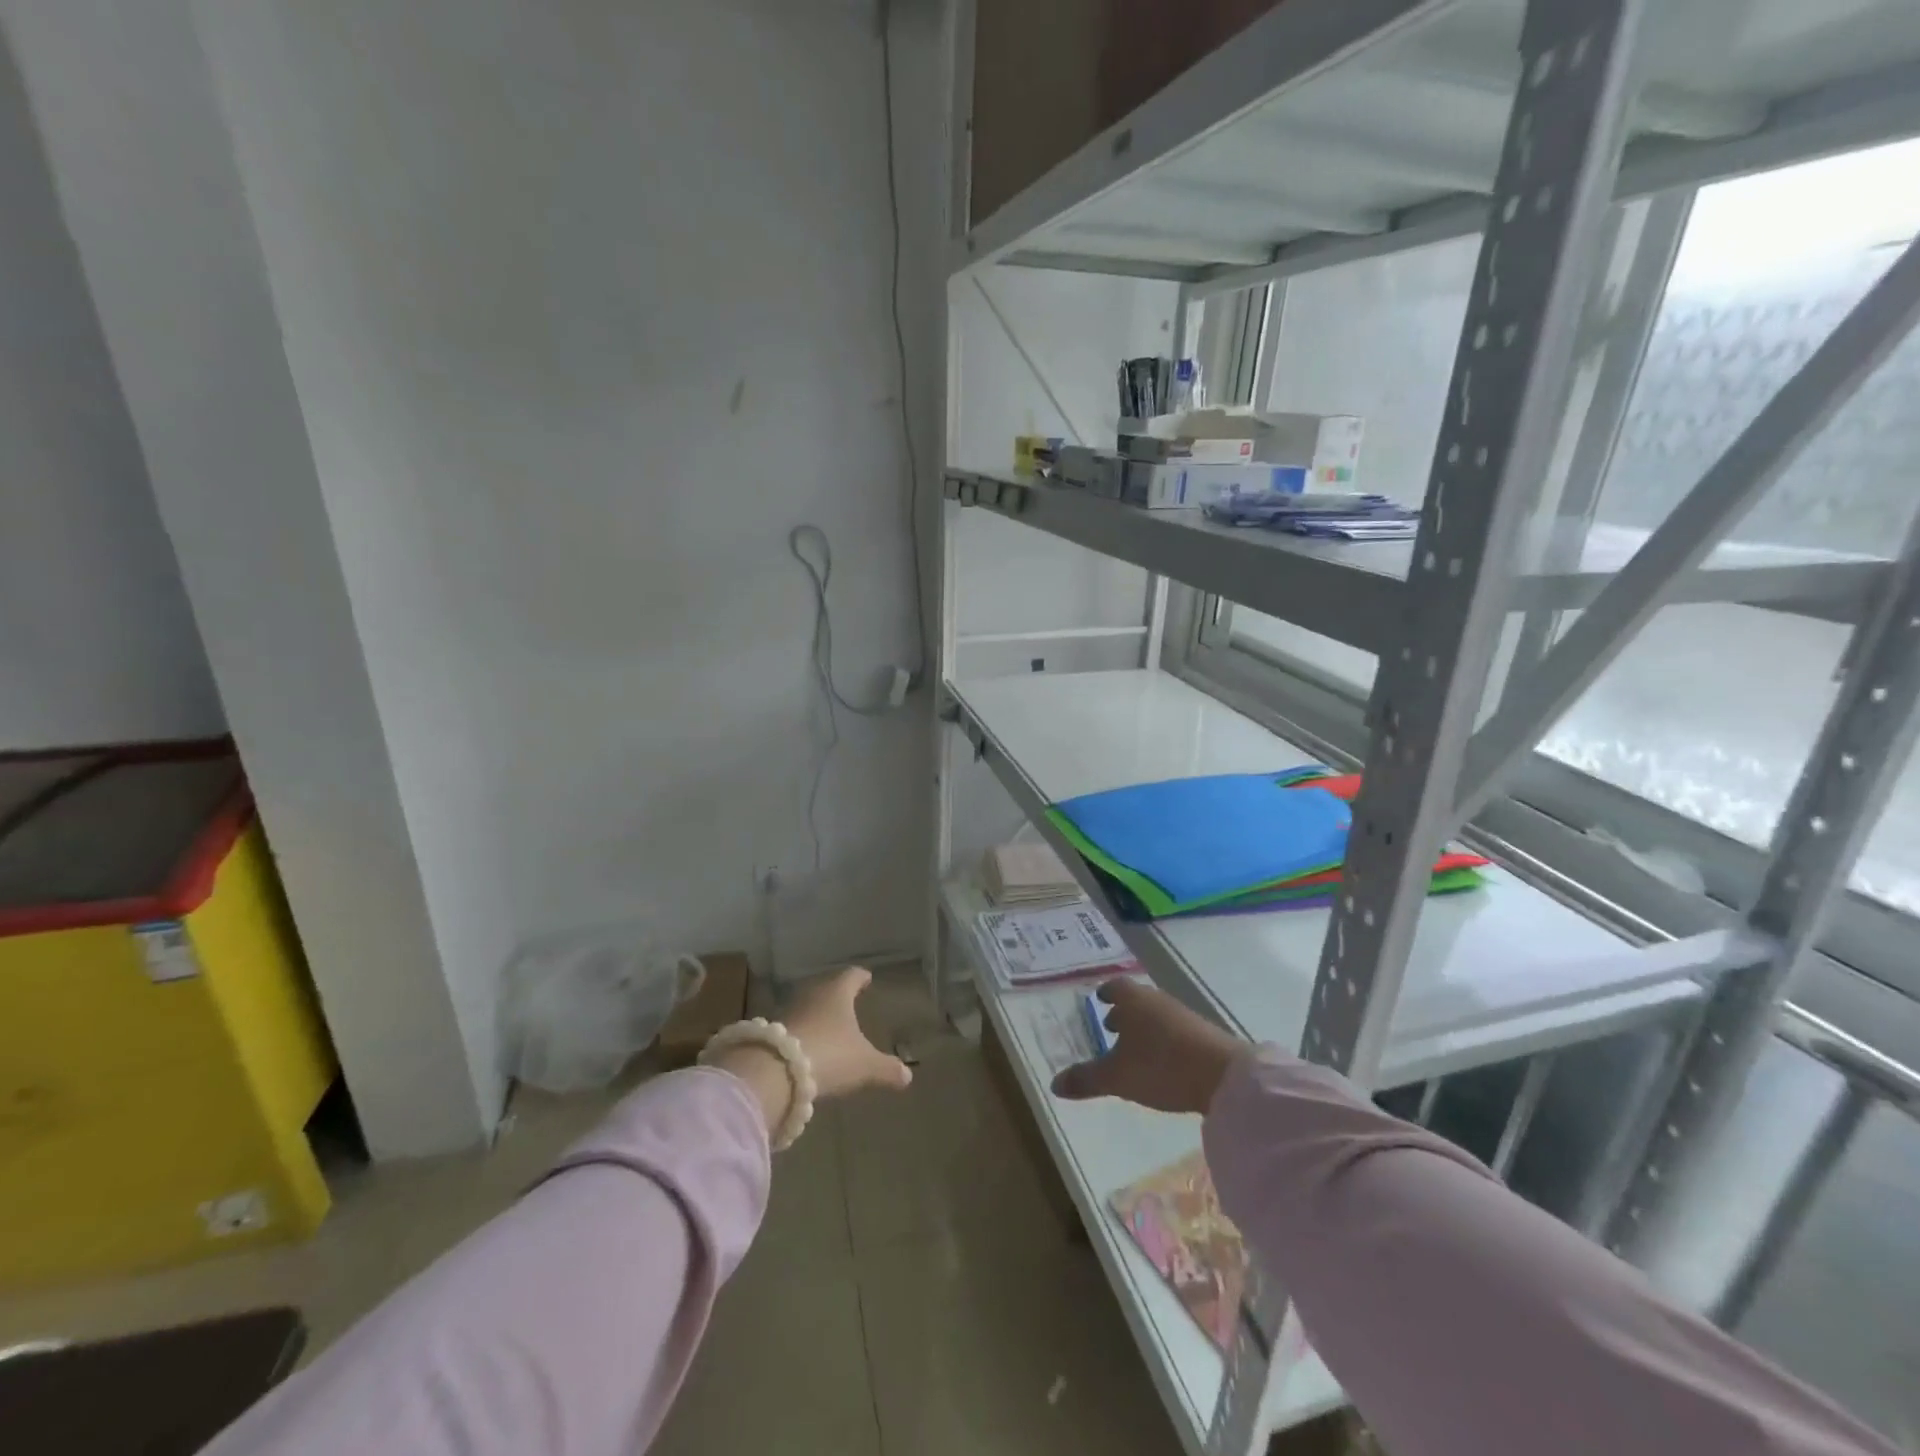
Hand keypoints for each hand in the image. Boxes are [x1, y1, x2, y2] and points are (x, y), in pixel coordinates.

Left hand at [783, 966, 913, 1097]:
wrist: (774, 1072)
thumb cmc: (830, 1055)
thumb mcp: (865, 1065)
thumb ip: (887, 1069)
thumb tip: (907, 1075)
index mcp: (838, 991)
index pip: (852, 975)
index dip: (861, 977)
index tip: (866, 978)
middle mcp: (812, 993)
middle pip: (827, 987)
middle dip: (837, 993)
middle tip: (848, 999)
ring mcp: (788, 1010)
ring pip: (807, 1004)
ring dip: (817, 1012)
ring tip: (828, 1023)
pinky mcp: (771, 1031)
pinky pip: (792, 1024)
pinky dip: (802, 1030)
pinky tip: (807, 1044)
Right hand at [1051, 980, 1248, 1115]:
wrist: (1223, 1076)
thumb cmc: (1161, 1066)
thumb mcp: (1116, 1077)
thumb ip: (1085, 1079)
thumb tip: (1054, 1084)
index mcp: (1133, 1000)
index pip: (1115, 987)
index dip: (1106, 993)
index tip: (1099, 999)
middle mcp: (1156, 1000)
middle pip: (1136, 1000)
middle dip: (1123, 1012)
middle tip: (1110, 1026)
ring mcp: (1182, 1015)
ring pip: (1155, 1014)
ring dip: (1143, 1026)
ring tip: (1133, 1047)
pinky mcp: (1202, 1033)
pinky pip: (1172, 1029)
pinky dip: (1161, 1039)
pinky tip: (1159, 1060)